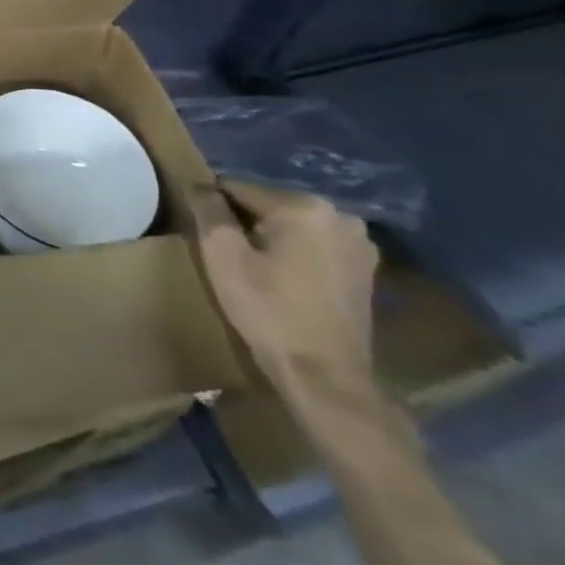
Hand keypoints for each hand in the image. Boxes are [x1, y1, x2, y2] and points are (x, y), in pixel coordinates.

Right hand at [194, 179, 378, 410]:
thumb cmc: (269, 311)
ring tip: (252, 269)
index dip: (214, 209)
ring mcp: (359, 245)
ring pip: (292, 227)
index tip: (201, 233)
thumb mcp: (223, 256)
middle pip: (269, 207)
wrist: (326, 379)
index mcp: (305, 206)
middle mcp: (339, 216)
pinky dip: (294, 256)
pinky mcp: (365, 271)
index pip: (240, 189)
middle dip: (244, 223)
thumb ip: (208, 211)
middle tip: (227, 255)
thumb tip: (199, 184)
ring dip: (269, 239)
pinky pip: (314, 247)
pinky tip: (282, 281)